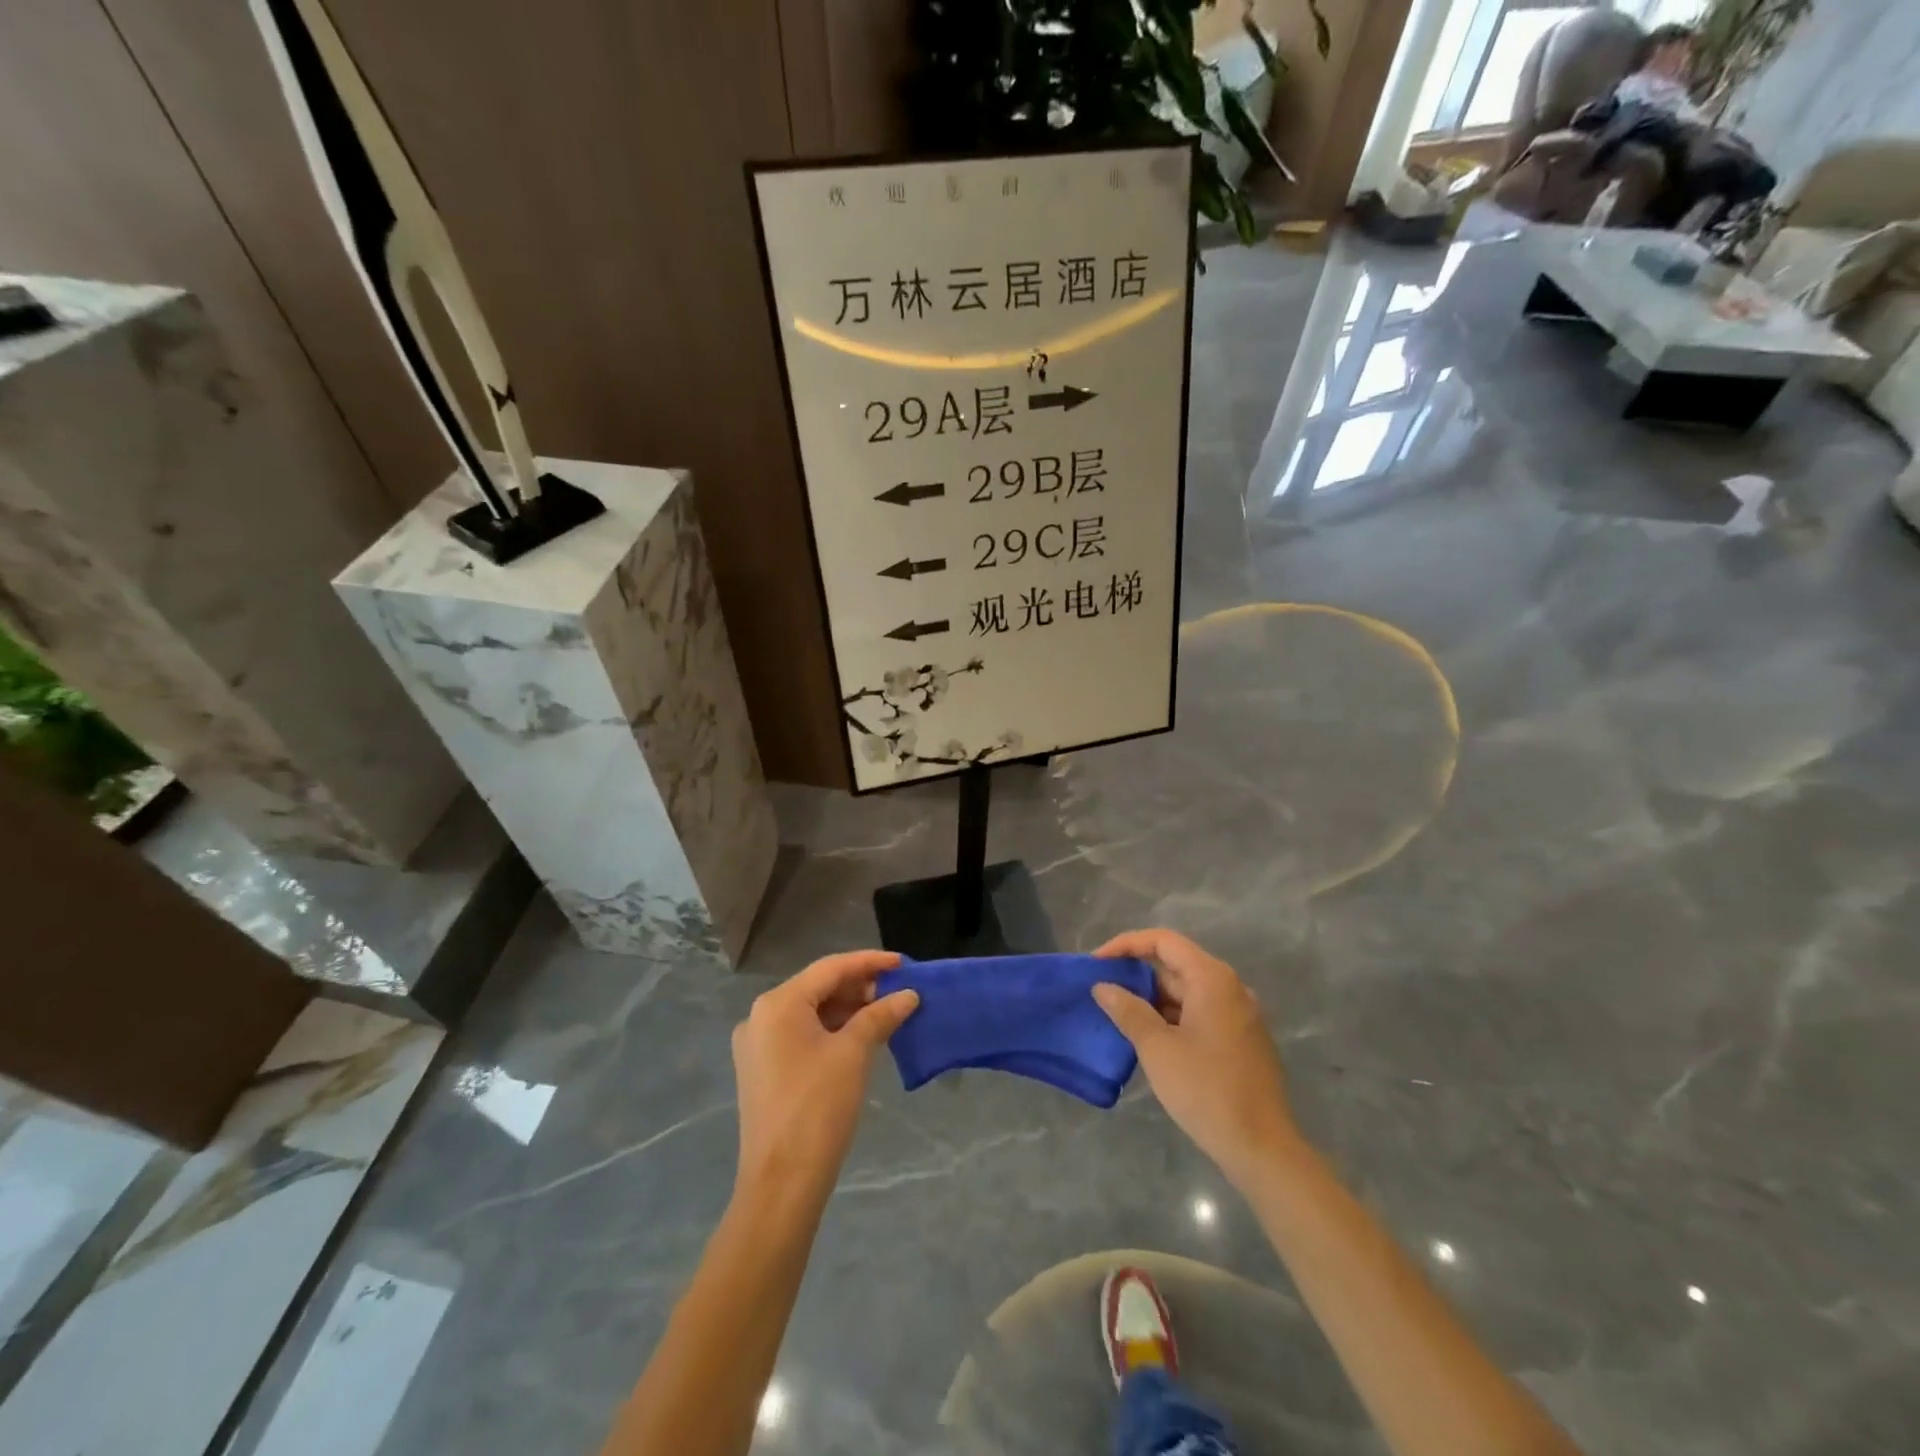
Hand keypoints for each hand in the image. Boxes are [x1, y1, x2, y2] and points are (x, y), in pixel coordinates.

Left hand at [732, 951, 917, 1197]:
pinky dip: (832, 1031)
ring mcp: (757, 1045)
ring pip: (810, 1012)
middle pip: (818, 988)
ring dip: (848, 1010)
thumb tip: (908, 995)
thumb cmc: (818, 1107)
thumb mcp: (854, 1054)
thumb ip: (880, 1016)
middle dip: (860, 988)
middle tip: (899, 992)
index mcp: (778, 1004)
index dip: (870, 963)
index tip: (903, 963)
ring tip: (886, 1013)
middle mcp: (761, 1016)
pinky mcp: (762, 1070)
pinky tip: (860, 1037)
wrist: (781, 1183)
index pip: (830, 968)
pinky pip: (801, 1035)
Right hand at [1093, 929, 1298, 1188]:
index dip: (1126, 945)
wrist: (1261, 1147)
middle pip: (1176, 964)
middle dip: (1136, 973)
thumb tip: (1103, 987)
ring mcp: (1239, 1014)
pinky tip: (1148, 1037)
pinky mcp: (1240, 1039)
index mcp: (1212, 979)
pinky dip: (1171, 1016)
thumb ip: (1128, 1011)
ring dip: (1152, 998)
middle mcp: (1230, 988)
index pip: (1163, 941)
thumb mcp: (1157, 1049)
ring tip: (1117, 1013)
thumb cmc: (1206, 1090)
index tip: (1097, 963)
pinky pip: (1199, 1012)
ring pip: (1187, 991)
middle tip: (1102, 989)